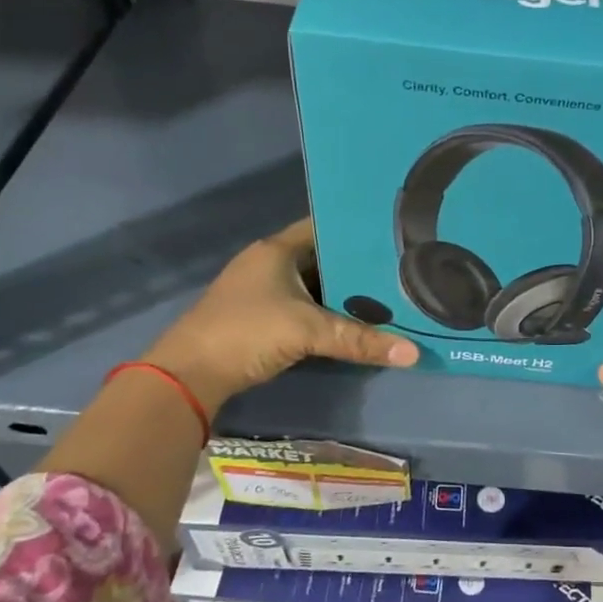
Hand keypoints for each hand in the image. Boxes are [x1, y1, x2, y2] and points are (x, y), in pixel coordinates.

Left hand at [141, 219, 417, 406]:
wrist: (189, 375)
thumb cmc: (247, 332)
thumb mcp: (308, 331)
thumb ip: (359, 340)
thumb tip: (413, 352)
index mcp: (277, 250)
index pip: (324, 227)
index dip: (356, 230)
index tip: (393, 236)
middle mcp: (270, 264)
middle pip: (323, 258)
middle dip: (358, 266)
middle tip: (401, 270)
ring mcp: (263, 292)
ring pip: (315, 285)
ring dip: (344, 293)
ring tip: (388, 295)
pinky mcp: (262, 318)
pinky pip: (305, 307)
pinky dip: (328, 313)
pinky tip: (356, 322)